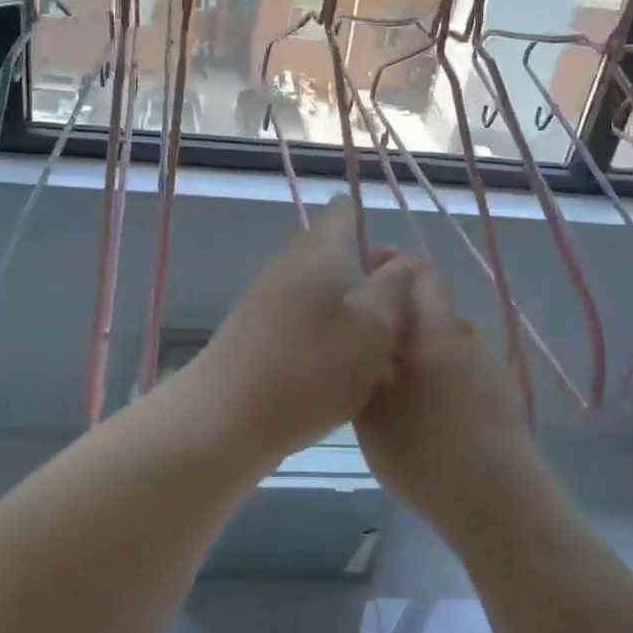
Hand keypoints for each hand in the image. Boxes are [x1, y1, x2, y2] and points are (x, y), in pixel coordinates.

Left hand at [190, 198, 418, 463]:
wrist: (225, 418)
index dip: (364, 215)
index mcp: (317, 255)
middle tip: (392, 290)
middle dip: (356, 262)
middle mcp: (286, 268)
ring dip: (338, 298)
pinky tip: (334, 355)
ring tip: (371, 327)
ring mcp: (262, 301)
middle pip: (324, 250)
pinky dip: (319, 325)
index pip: (341, 214)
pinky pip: (295, 316)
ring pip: (310, 285)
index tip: (389, 237)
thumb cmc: (309, 370)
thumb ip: (393, 290)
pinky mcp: (251, 334)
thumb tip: (407, 259)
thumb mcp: (371, 331)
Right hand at [354, 260, 552, 549]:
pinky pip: (460, 369)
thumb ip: (365, 361)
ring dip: (417, 346)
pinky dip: (435, 372)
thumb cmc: (426, 451)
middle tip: (364, 336)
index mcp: (438, 331)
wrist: (500, 506)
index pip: (421, 273)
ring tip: (385, 376)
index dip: (394, 264)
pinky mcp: (501, 400)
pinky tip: (419, 409)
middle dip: (399, 313)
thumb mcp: (373, 407)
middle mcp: (468, 339)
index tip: (366, 269)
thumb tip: (363, 330)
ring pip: (445, 341)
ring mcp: (490, 370)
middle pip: (432, 308)